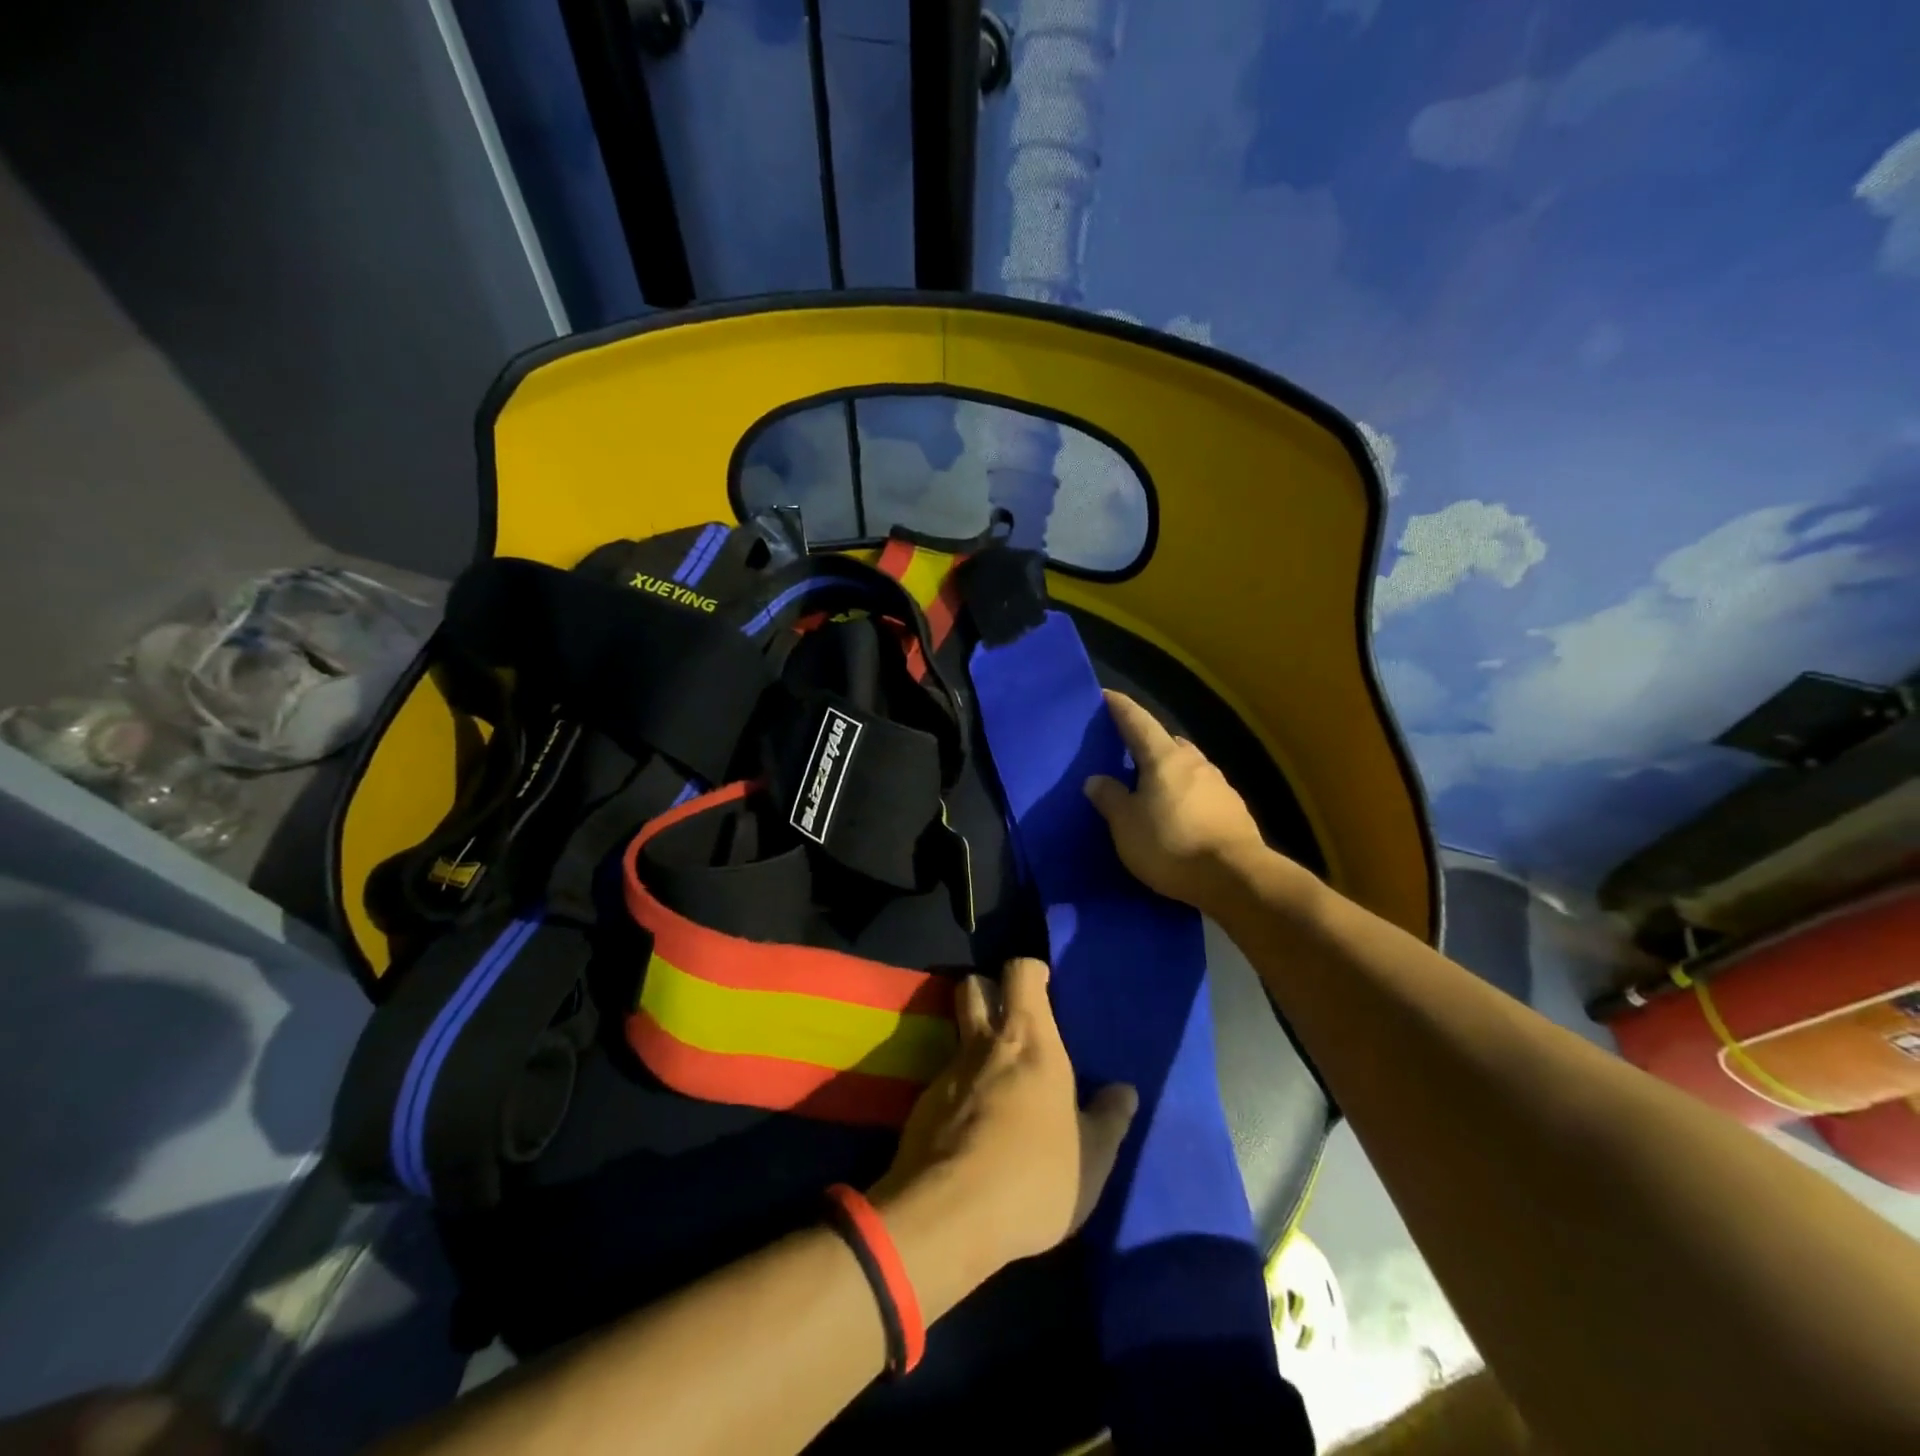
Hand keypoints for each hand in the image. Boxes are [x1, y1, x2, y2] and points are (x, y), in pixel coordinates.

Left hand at [873, 958, 1136, 1274]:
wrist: (950, 1215)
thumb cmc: (1034, 1175)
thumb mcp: (1092, 1158)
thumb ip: (1109, 1120)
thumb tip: (1125, 1091)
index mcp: (1029, 1041)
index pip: (1020, 973)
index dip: (1030, 972)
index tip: (1043, 986)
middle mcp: (984, 1044)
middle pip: (972, 987)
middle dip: (987, 990)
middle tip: (1009, 1018)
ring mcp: (947, 1073)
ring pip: (955, 1035)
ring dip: (972, 1044)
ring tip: (994, 1080)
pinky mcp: (921, 1107)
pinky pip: (942, 1083)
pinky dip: (957, 1092)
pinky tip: (971, 1128)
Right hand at [1084, 689, 1270, 914]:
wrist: (1236, 878)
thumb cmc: (1171, 844)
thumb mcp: (1126, 825)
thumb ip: (1109, 798)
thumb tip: (1096, 779)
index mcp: (1164, 758)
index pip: (1137, 721)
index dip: (1120, 708)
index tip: (1105, 696)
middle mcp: (1195, 762)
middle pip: (1167, 743)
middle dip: (1147, 744)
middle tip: (1127, 754)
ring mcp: (1219, 784)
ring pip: (1187, 767)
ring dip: (1169, 772)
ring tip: (1152, 789)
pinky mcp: (1234, 809)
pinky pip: (1201, 791)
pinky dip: (1186, 794)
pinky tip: (1179, 814)